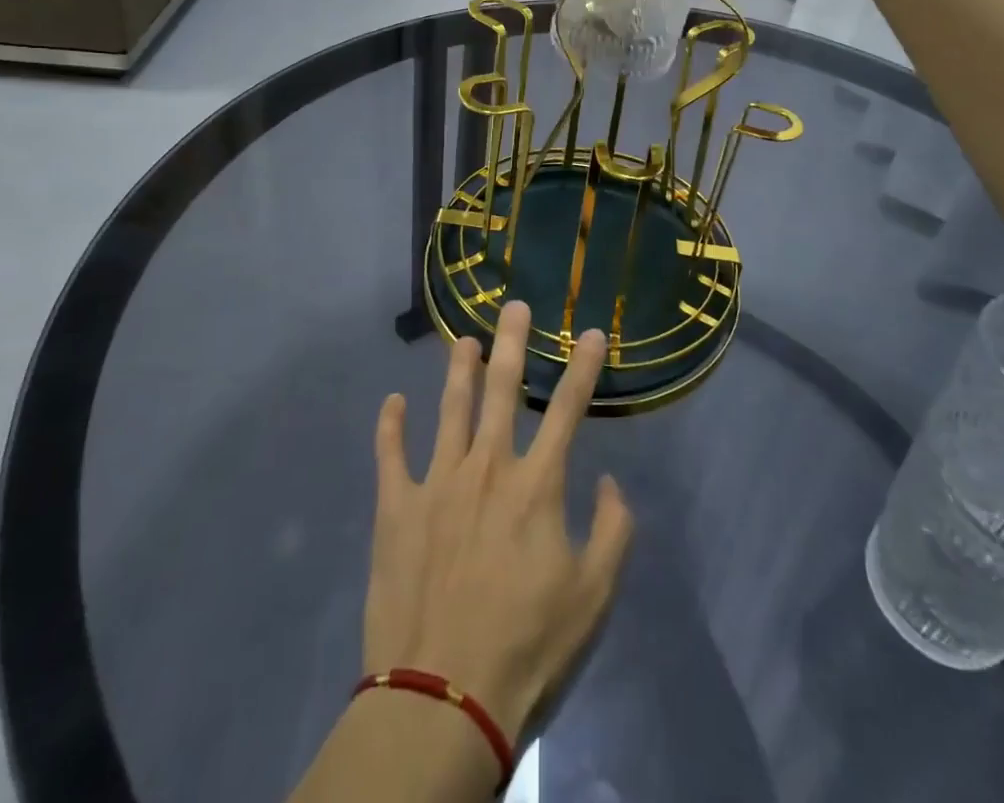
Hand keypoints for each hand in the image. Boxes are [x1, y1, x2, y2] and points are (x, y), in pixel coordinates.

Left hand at [364, 303, 633, 742]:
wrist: (442, 698)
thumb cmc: (527, 646)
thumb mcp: (594, 596)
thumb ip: (614, 531)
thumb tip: (611, 482)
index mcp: (536, 485)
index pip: (568, 409)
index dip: (583, 367)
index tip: (593, 333)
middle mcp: (487, 467)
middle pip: (501, 390)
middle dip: (511, 342)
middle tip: (513, 305)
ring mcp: (436, 483)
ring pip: (448, 408)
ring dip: (457, 369)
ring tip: (463, 339)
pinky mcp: (396, 508)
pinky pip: (390, 455)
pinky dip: (390, 426)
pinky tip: (392, 402)